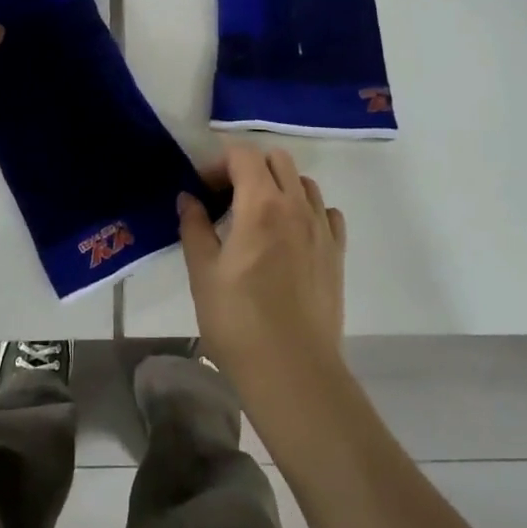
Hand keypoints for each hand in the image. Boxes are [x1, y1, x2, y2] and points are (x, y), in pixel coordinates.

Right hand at [178, 141, 346, 394]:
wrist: (293, 372)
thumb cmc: (239, 322)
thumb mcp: (203, 273)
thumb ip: (194, 227)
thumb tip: (188, 198)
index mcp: (261, 204)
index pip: (243, 155)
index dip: (219, 163)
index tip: (203, 189)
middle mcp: (296, 206)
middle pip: (277, 160)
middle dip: (249, 167)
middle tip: (227, 198)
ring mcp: (322, 229)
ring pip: (304, 183)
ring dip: (279, 186)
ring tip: (258, 218)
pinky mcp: (337, 253)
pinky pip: (326, 212)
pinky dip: (307, 210)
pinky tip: (291, 235)